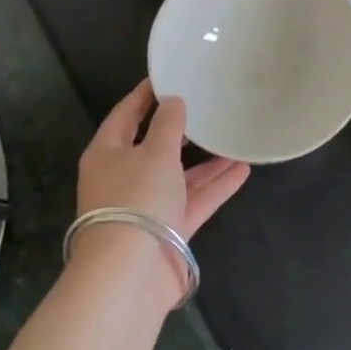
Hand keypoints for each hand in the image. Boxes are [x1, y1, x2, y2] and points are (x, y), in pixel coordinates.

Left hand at [75, 80, 250, 300]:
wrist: (130, 274)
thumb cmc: (136, 199)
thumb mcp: (155, 152)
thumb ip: (168, 123)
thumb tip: (173, 101)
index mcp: (108, 153)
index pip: (126, 114)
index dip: (146, 94)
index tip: (170, 75)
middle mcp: (124, 177)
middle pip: (154, 146)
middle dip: (181, 129)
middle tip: (207, 105)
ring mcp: (147, 206)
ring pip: (180, 175)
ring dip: (206, 160)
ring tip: (233, 136)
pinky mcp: (168, 230)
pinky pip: (195, 199)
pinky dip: (216, 185)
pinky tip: (243, 169)